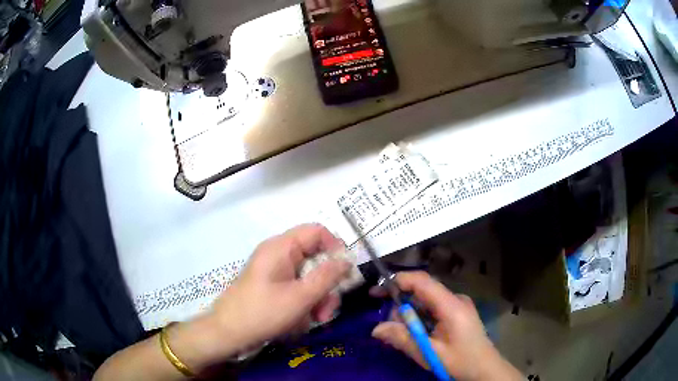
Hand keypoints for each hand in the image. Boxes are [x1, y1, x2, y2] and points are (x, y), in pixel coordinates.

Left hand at [204, 224, 350, 358]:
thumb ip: (327, 277)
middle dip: (326, 284)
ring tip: (317, 319)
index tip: (345, 272)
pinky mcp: (273, 285)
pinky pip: (297, 287)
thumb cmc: (263, 312)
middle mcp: (279, 254)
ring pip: (308, 276)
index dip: (335, 247)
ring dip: (318, 297)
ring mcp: (275, 270)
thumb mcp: (300, 297)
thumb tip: (346, 261)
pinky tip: (305, 320)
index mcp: (281, 247)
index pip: (317, 232)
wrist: (228, 332)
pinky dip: (305, 301)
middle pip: (315, 257)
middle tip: (328, 309)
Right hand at [371, 271, 522, 380]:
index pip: (423, 281)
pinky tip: (420, 335)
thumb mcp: (429, 353)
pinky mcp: (458, 312)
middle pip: (422, 292)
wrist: (485, 369)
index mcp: (451, 305)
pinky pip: (434, 308)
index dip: (398, 281)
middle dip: (402, 306)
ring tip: (408, 337)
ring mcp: (458, 305)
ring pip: (426, 301)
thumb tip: (375, 329)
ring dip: (411, 316)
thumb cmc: (460, 361)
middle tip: (391, 328)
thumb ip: (403, 339)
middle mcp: (455, 299)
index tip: (376, 292)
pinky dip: (421, 319)